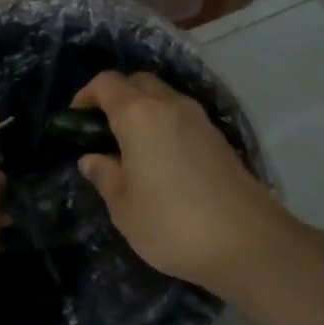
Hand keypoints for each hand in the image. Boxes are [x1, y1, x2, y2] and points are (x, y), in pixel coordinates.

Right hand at [73, 71, 299, 298]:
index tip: (76, 121)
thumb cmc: (172, 223)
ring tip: (131, 148)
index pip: (106, 83)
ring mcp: (199, 119)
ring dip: (143, 111)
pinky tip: (162, 161)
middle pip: (137, 82)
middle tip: (103, 132)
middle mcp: (170, 105)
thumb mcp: (123, 206)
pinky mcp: (219, 138)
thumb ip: (104, 175)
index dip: (86, 95)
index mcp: (139, 115)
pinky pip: (182, 117)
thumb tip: (92, 158)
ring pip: (163, 97)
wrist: (247, 242)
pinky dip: (165, 125)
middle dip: (116, 97)